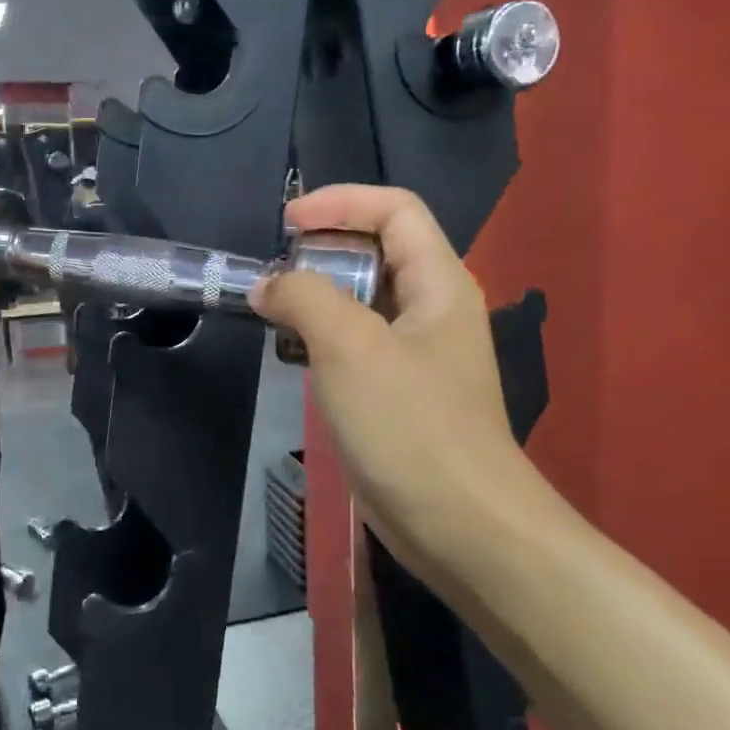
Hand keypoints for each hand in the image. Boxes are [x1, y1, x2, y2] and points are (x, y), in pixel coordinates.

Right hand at [252, 185, 524, 542]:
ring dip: (319, 296)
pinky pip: (358, 343)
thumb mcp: (350, 347)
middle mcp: (434, 309)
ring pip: (364, 300)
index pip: (395, 210)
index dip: (341, 202)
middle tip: (275, 274)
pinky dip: (323, 337)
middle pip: (379, 250)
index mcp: (439, 283)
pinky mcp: (400, 392)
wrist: (461, 526)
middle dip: (324, 250)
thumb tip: (267, 286)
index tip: (286, 224)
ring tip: (275, 313)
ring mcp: (419, 354)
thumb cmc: (411, 425)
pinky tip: (295, 357)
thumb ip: (303, 299)